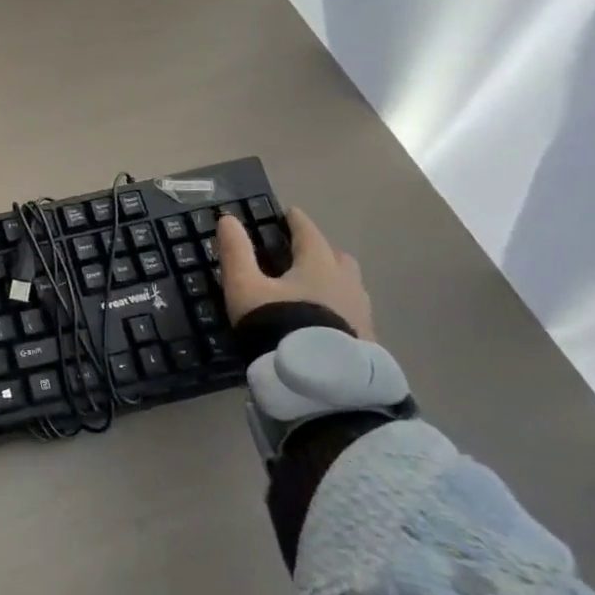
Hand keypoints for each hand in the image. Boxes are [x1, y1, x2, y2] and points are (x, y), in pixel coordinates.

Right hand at [216, 207, 374, 339]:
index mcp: (318, 264)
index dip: (296, 220)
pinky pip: (353, 312)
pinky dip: (339, 307)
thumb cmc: (277, 324)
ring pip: (349, 285)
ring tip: (312, 289)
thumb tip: (228, 218)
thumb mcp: (244, 286)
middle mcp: (346, 282)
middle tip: (301, 254)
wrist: (317, 381)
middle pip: (337, 256)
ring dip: (333, 280)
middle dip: (320, 250)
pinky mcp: (367, 339)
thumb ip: (236, 252)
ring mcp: (361, 312)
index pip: (308, 232)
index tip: (288, 213)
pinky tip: (325, 320)